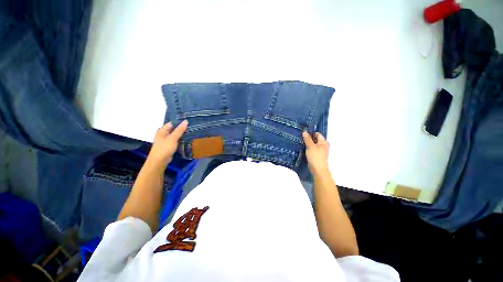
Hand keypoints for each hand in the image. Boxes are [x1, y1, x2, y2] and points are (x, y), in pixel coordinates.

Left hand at [147, 120, 187, 166]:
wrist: (159, 161)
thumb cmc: (164, 148)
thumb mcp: (173, 138)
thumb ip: (179, 130)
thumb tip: (185, 121)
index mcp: (162, 130)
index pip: (172, 123)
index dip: (179, 122)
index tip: (189, 121)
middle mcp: (163, 134)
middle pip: (174, 129)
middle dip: (182, 128)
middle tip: (192, 126)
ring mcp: (166, 140)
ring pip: (175, 135)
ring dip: (182, 134)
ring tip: (191, 131)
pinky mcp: (169, 145)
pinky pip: (176, 140)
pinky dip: (181, 139)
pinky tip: (187, 139)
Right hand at [302, 132, 329, 175]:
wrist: (318, 169)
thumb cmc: (315, 157)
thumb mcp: (310, 146)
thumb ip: (307, 139)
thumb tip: (304, 132)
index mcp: (323, 142)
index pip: (317, 134)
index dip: (311, 133)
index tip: (303, 133)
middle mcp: (323, 146)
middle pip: (315, 139)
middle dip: (308, 138)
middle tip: (300, 137)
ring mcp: (320, 151)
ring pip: (313, 144)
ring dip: (307, 143)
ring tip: (300, 141)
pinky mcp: (316, 155)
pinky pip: (311, 149)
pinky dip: (307, 148)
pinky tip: (302, 148)